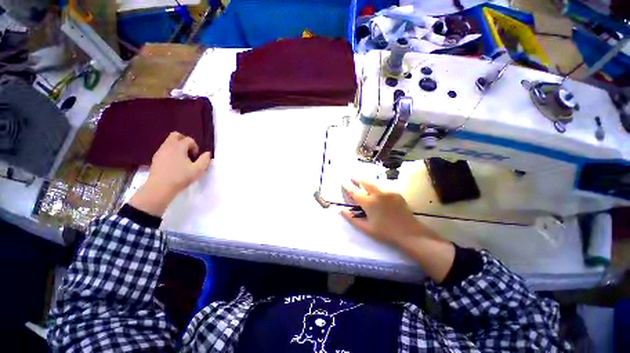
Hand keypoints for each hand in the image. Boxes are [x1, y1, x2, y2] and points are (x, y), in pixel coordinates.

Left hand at [129, 132, 211, 216]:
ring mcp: (160, 151)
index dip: (195, 147)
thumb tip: (208, 154)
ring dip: (177, 147)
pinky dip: (171, 152)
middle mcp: (168, 146)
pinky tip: (174, 164)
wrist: (160, 187)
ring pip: (169, 142)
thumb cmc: (180, 177)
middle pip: (176, 135)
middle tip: (189, 152)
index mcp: (179, 147)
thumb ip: (205, 160)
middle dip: (184, 141)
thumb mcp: (198, 170)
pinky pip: (165, 149)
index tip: (196, 157)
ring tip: (182, 159)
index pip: (189, 140)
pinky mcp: (156, 158)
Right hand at [341, 179, 454, 282]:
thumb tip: (341, 210)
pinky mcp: (396, 193)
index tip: (343, 182)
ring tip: (362, 183)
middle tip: (352, 178)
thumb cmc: (385, 232)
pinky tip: (377, 192)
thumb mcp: (366, 228)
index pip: (354, 192)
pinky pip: (383, 187)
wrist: (409, 232)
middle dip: (357, 179)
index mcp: (369, 203)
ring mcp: (388, 192)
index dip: (347, 186)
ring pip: (374, 183)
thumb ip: (352, 218)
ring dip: (367, 182)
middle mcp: (377, 194)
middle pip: (365, 182)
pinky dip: (377, 187)